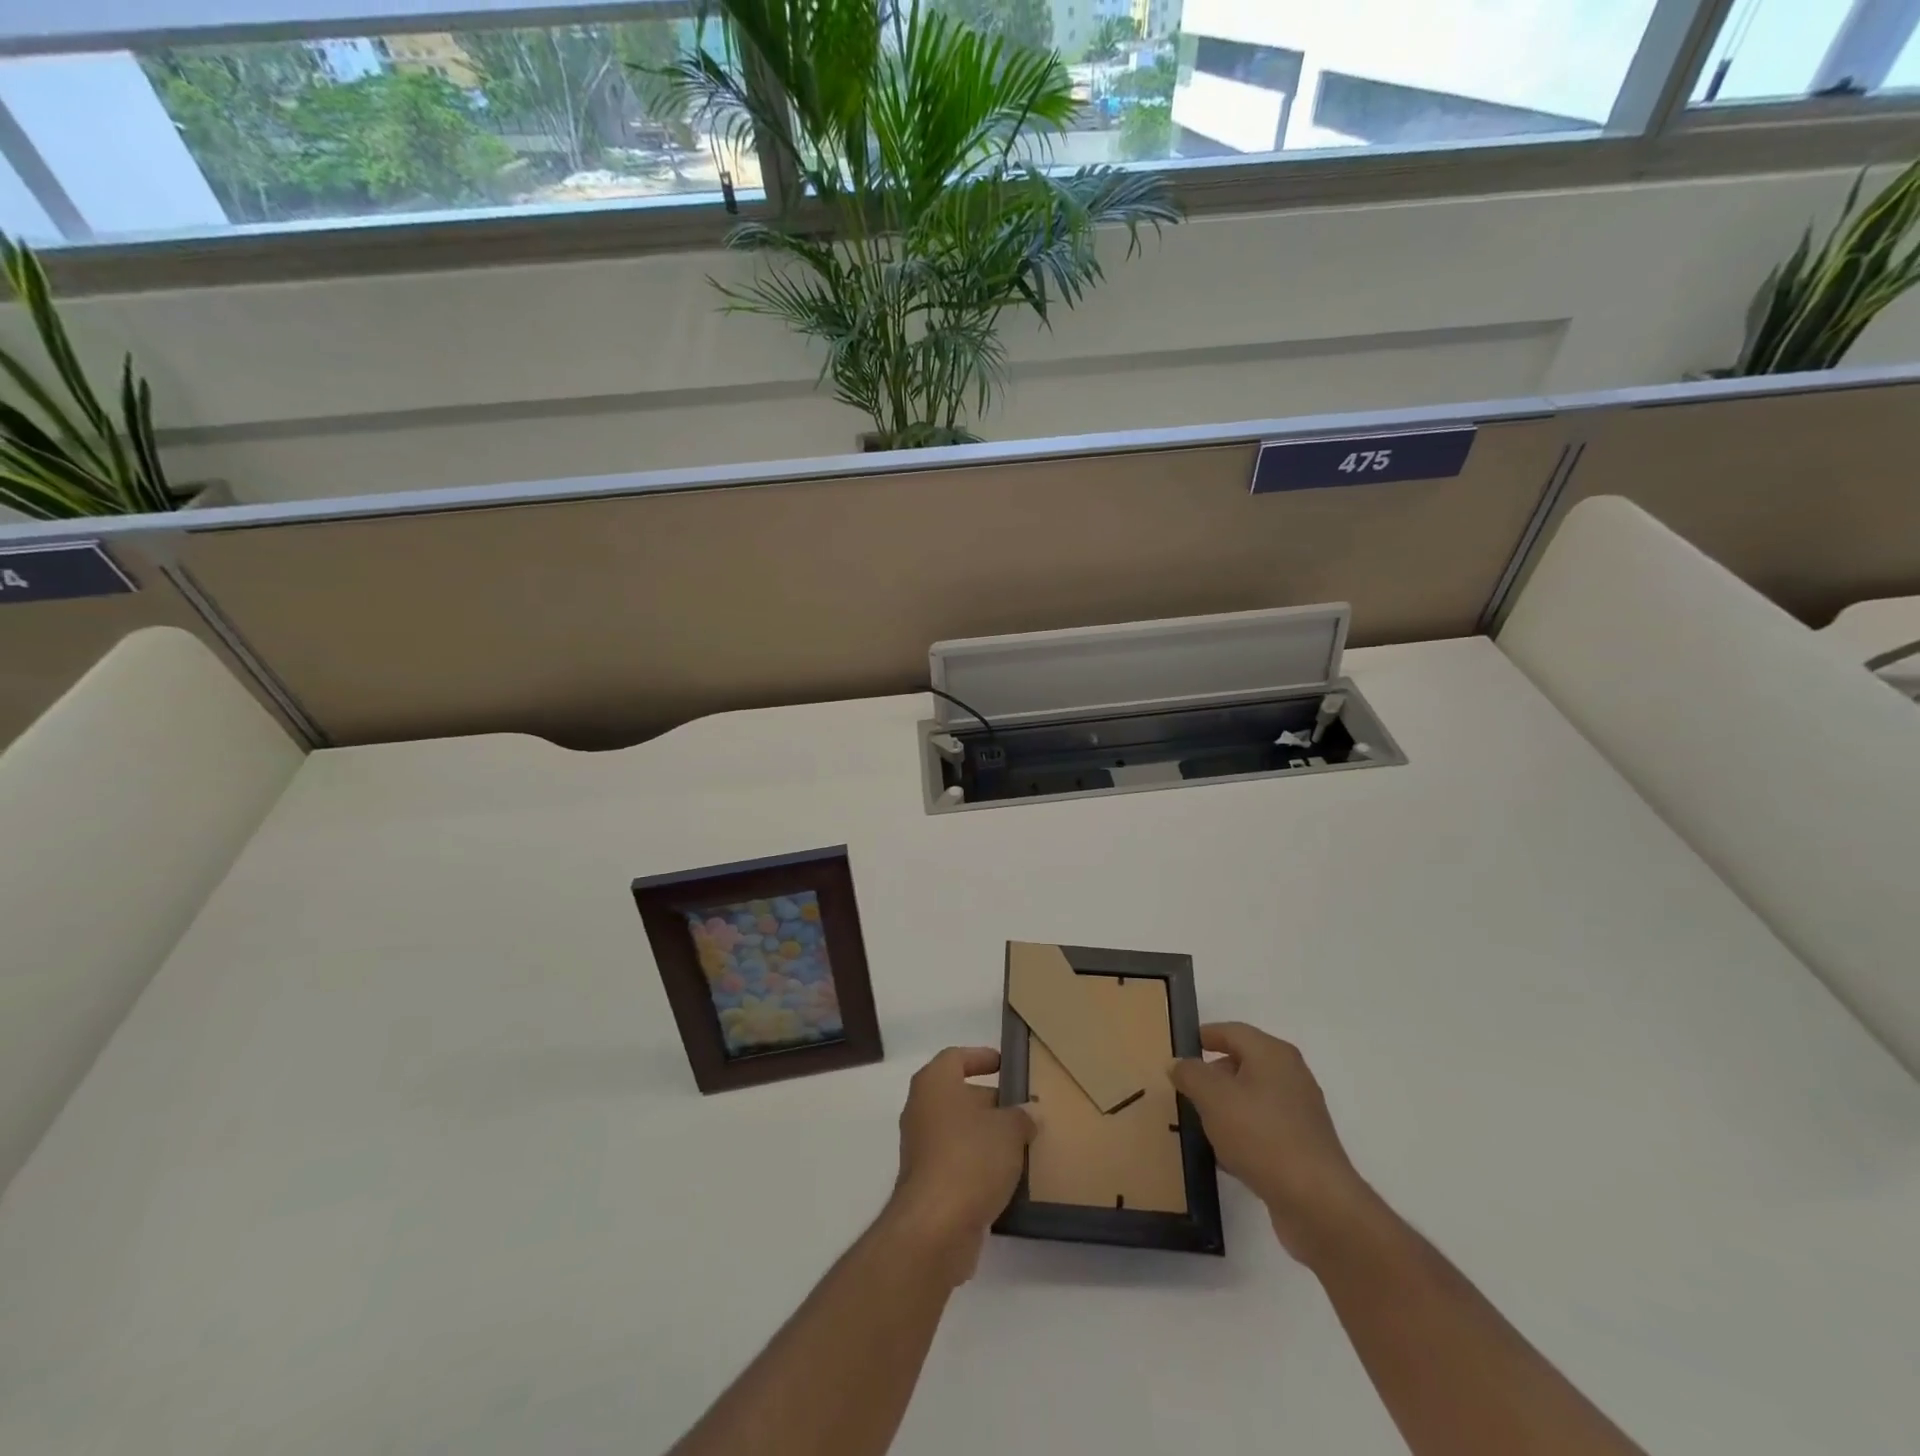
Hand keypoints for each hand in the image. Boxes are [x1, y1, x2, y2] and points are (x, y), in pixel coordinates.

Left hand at [886, 1047, 1036, 1282]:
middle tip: (1024, 1110)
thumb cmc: (970, 1158)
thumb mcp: (1009, 1130)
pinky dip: (979, 1165)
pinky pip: (957, 1162)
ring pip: (959, 1131)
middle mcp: (921, 1109)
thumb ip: (1022, 1116)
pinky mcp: (927, 1183)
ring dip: (987, 1136)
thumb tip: (1029, 1113)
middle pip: (959, 1095)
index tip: (1005, 1065)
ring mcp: (921, 1147)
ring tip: (1022, 1144)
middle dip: (991, 1102)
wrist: (935, 1227)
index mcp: (935, 1083)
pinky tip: (1007, 1177)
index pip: (956, 1057)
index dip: (981, 1057)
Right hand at [1170, 1022, 1375, 1262]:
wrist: (1318, 1204)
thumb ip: (1190, 1074)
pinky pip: (1262, 1129)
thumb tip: (1179, 1063)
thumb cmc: (1262, 1136)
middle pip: (1242, 1063)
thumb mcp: (1213, 1097)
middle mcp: (1290, 1077)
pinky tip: (1222, 1156)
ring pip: (1251, 1099)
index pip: (1232, 1031)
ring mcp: (1299, 1113)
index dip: (1203, 1036)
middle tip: (1182, 1089)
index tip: (1178, 1049)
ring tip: (1196, 1123)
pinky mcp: (1301, 1147)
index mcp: (1272, 1054)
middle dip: (1211, 1075)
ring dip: (1224, 1107)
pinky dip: (1241, 1135)